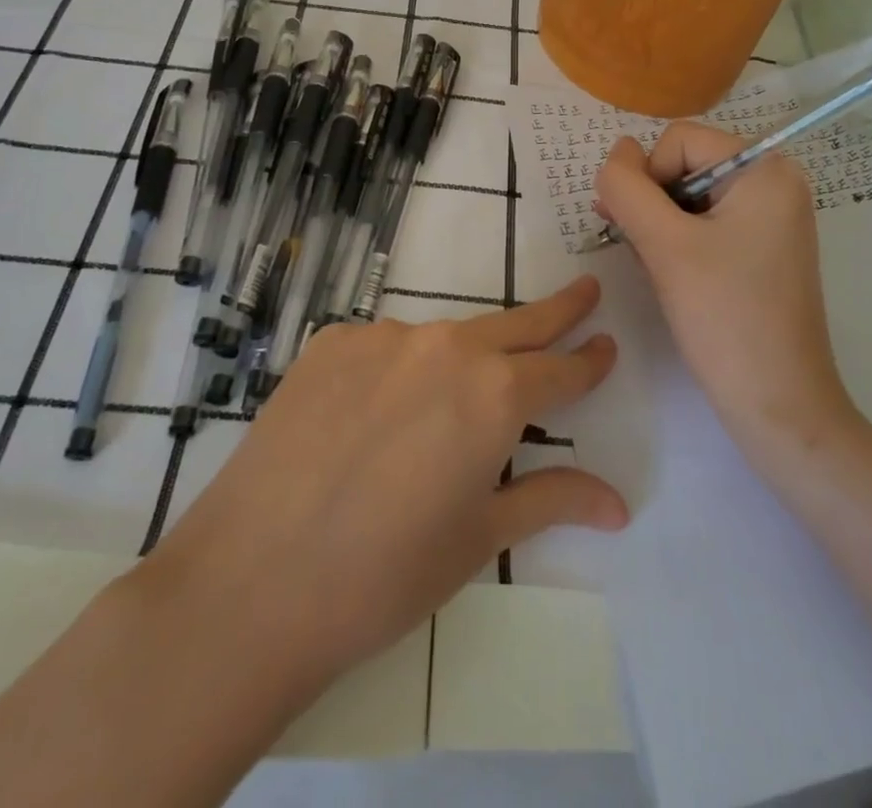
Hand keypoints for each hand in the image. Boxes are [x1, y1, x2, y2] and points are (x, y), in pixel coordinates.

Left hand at [135, 278, 625, 705]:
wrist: (252, 580)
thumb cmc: (384, 575)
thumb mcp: (478, 538)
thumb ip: (550, 500)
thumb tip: (619, 504)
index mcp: (495, 395)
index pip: (559, 369)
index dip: (587, 361)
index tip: (606, 345)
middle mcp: (447, 348)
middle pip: (516, 324)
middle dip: (557, 310)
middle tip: (584, 290)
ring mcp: (384, 337)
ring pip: (443, 340)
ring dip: (462, 359)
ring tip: (443, 410)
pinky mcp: (332, 342)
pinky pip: (383, 348)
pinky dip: (396, 371)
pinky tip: (371, 418)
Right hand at [595, 124, 861, 470]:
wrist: (778, 404)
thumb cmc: (725, 318)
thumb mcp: (664, 245)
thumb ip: (627, 188)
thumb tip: (615, 152)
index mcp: (765, 168)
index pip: (678, 140)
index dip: (647, 178)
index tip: (643, 232)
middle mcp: (775, 182)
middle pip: (685, 164)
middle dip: (652, 203)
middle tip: (641, 251)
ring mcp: (772, 216)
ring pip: (690, 196)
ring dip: (660, 225)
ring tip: (658, 269)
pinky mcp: (763, 247)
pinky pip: (707, 222)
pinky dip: (679, 241)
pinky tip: (673, 276)